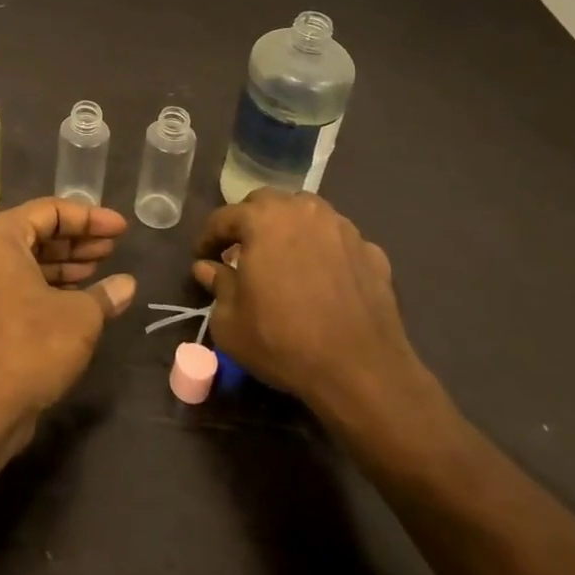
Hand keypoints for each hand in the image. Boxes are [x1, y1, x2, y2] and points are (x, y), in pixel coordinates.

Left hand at [0, 198, 134, 443]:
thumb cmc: (32, 344)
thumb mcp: (80, 316)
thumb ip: (104, 294)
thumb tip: (126, 285)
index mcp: (0, 237)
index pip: (50, 211)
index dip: (90, 217)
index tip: (121, 228)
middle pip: (38, 232)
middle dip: (78, 239)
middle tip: (114, 247)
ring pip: (31, 261)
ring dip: (67, 263)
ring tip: (104, 267)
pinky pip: (22, 284)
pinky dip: (51, 285)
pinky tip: (84, 296)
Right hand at [194, 190, 447, 461]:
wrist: (360, 371)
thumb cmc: (283, 341)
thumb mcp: (230, 322)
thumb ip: (217, 285)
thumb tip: (207, 268)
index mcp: (262, 219)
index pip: (224, 217)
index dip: (208, 237)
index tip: (202, 257)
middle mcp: (302, 210)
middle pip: (267, 203)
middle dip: (249, 222)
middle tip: (242, 251)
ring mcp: (342, 228)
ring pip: (306, 214)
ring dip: (289, 228)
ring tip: (284, 257)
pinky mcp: (371, 251)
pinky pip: (338, 241)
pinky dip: (325, 251)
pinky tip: (323, 278)